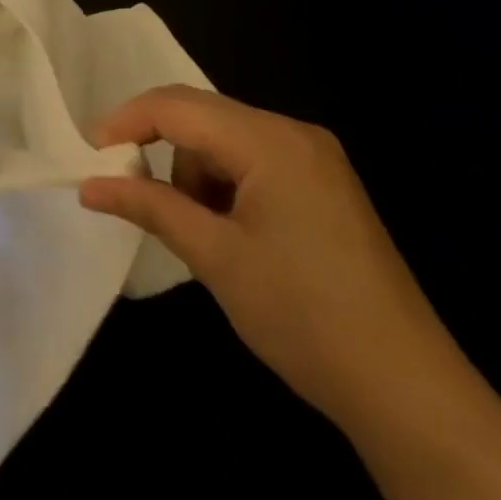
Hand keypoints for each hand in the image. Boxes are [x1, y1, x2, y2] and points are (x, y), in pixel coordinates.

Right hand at [78, 85, 455, 430]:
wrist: (410, 393)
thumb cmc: (304, 317)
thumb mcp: (216, 259)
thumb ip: (150, 206)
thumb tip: (90, 185)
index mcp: (269, 140)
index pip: (178, 105)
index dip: (127, 121)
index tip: (90, 152)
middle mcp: (294, 132)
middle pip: (203, 116)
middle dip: (162, 150)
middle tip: (132, 192)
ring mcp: (316, 157)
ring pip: (228, 140)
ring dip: (198, 174)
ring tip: (202, 235)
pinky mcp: (326, 184)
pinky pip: (256, 161)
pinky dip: (228, 186)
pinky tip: (235, 235)